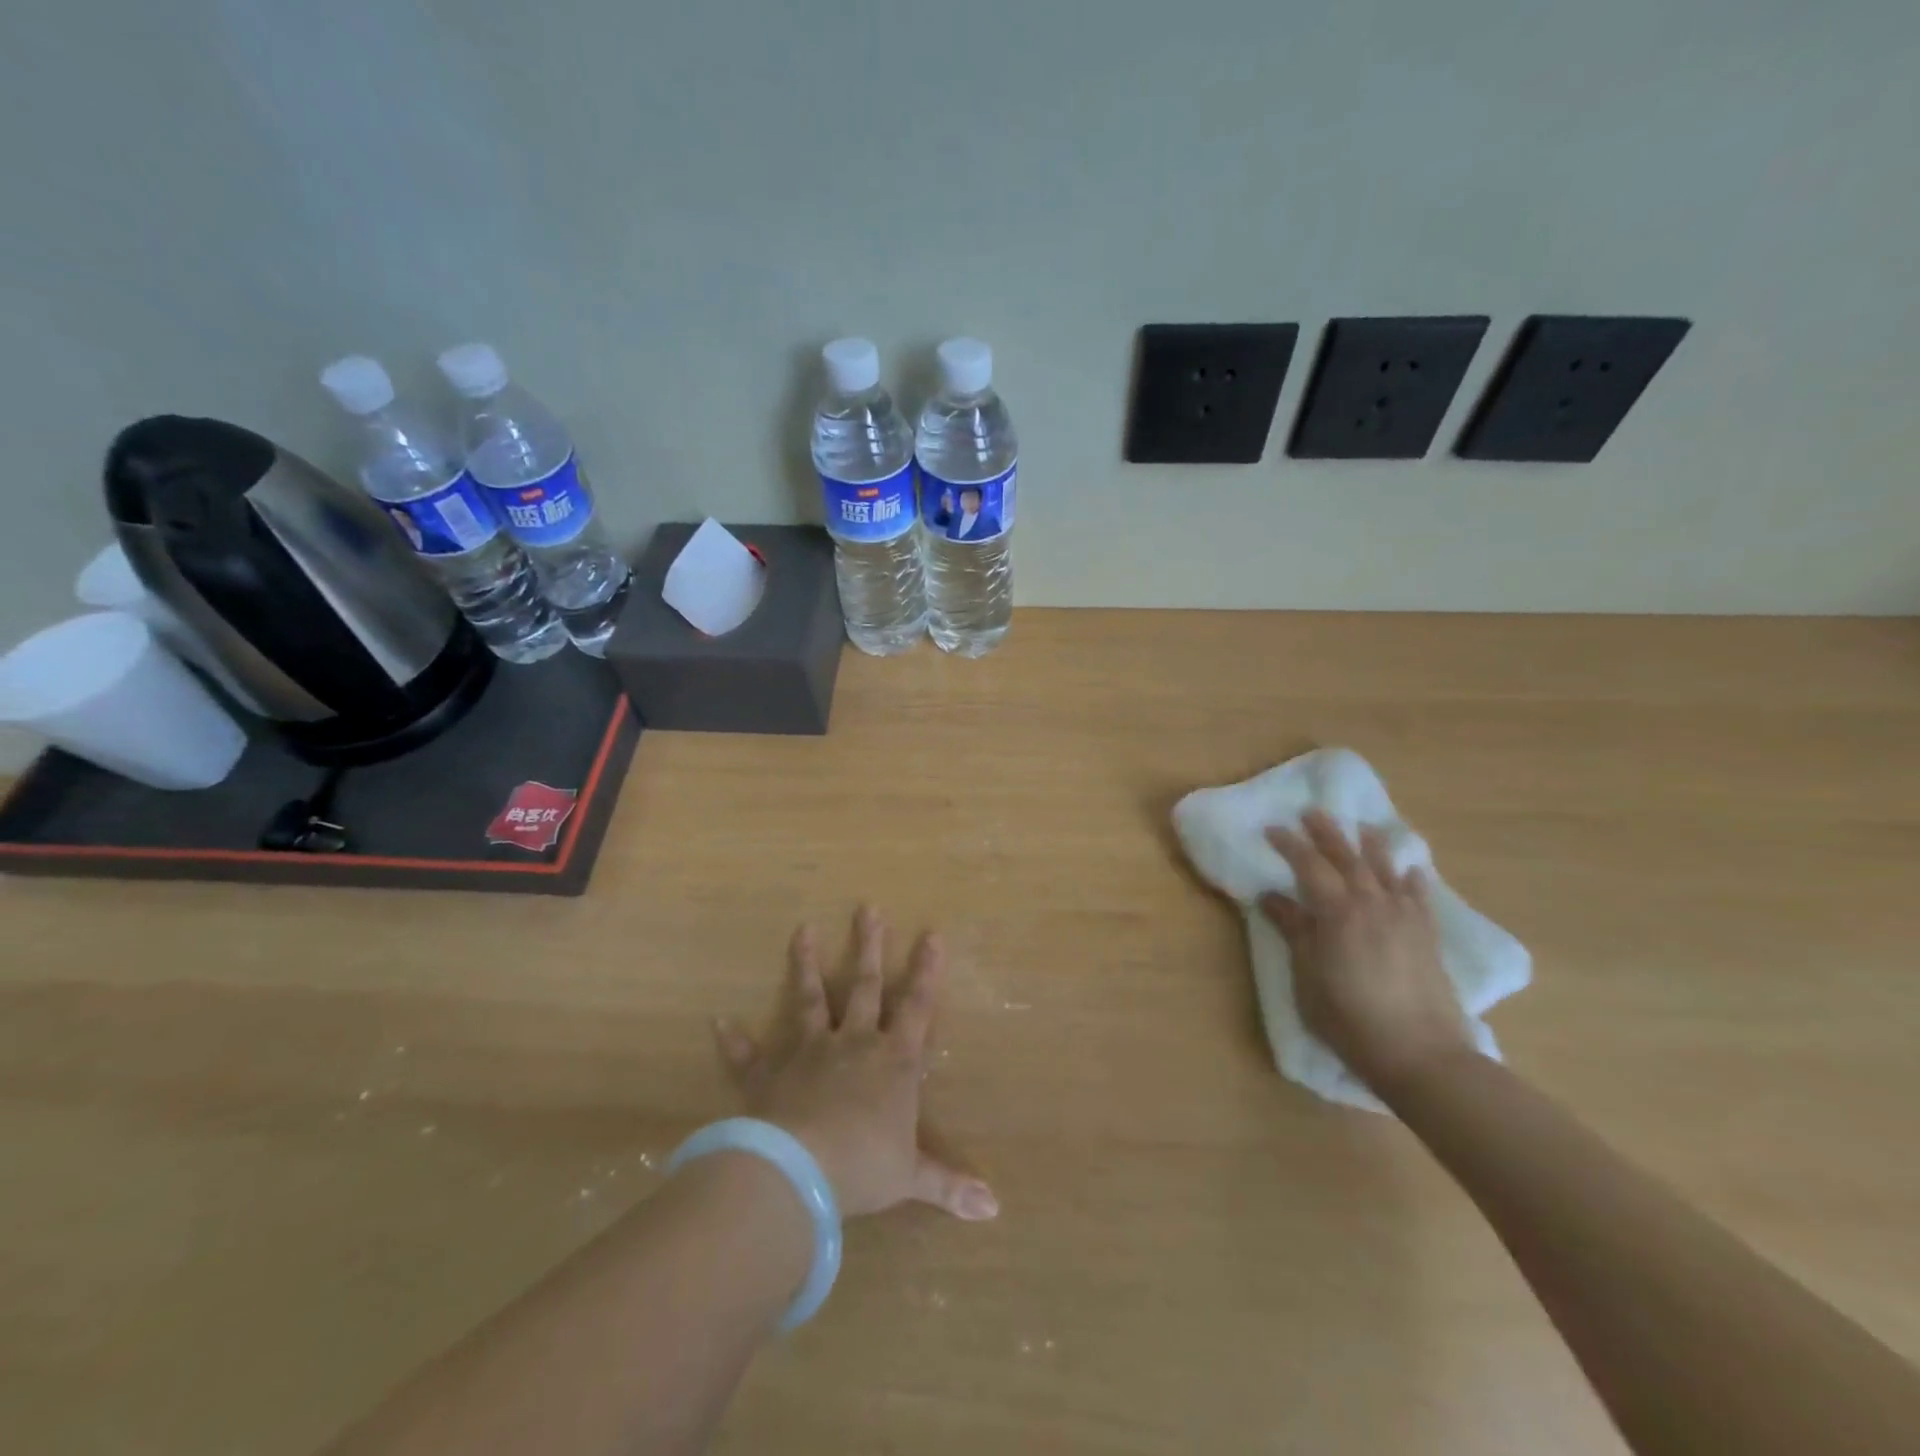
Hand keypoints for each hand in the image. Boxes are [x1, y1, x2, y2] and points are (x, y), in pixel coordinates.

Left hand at [713, 907, 998, 1221]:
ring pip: (809, 1000)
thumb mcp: (911, 1176)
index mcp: (893, 1061)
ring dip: (806, 965)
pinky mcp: (769, 1074)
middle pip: (864, 986)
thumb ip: (950, 1185)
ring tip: (802, 930)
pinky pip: (748, 1055)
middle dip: (868, 947)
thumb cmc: (864, 1166)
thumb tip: (995, 1209)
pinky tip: (718, 1021)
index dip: (927, 971)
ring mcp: (808, 1053)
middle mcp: (853, 1044)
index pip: (917, 1007)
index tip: (931, 932)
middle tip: (867, 908)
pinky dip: (734, 1040)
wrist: (799, 1171)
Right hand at [1260, 809, 1471, 1093]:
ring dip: (1371, 845)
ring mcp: (1404, 918)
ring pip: (1385, 870)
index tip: (1272, 828)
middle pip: (1347, 859)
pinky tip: (1411, 870)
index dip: (1290, 845)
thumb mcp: (1308, 975)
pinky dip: (1412, 879)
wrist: (1421, 1053)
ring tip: (1362, 827)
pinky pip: (1419, 897)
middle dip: (1327, 833)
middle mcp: (1372, 904)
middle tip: (1312, 812)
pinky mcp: (1427, 936)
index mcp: (1337, 912)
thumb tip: (1271, 896)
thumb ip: (1294, 930)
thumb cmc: (1349, 1017)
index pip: (1309, 866)